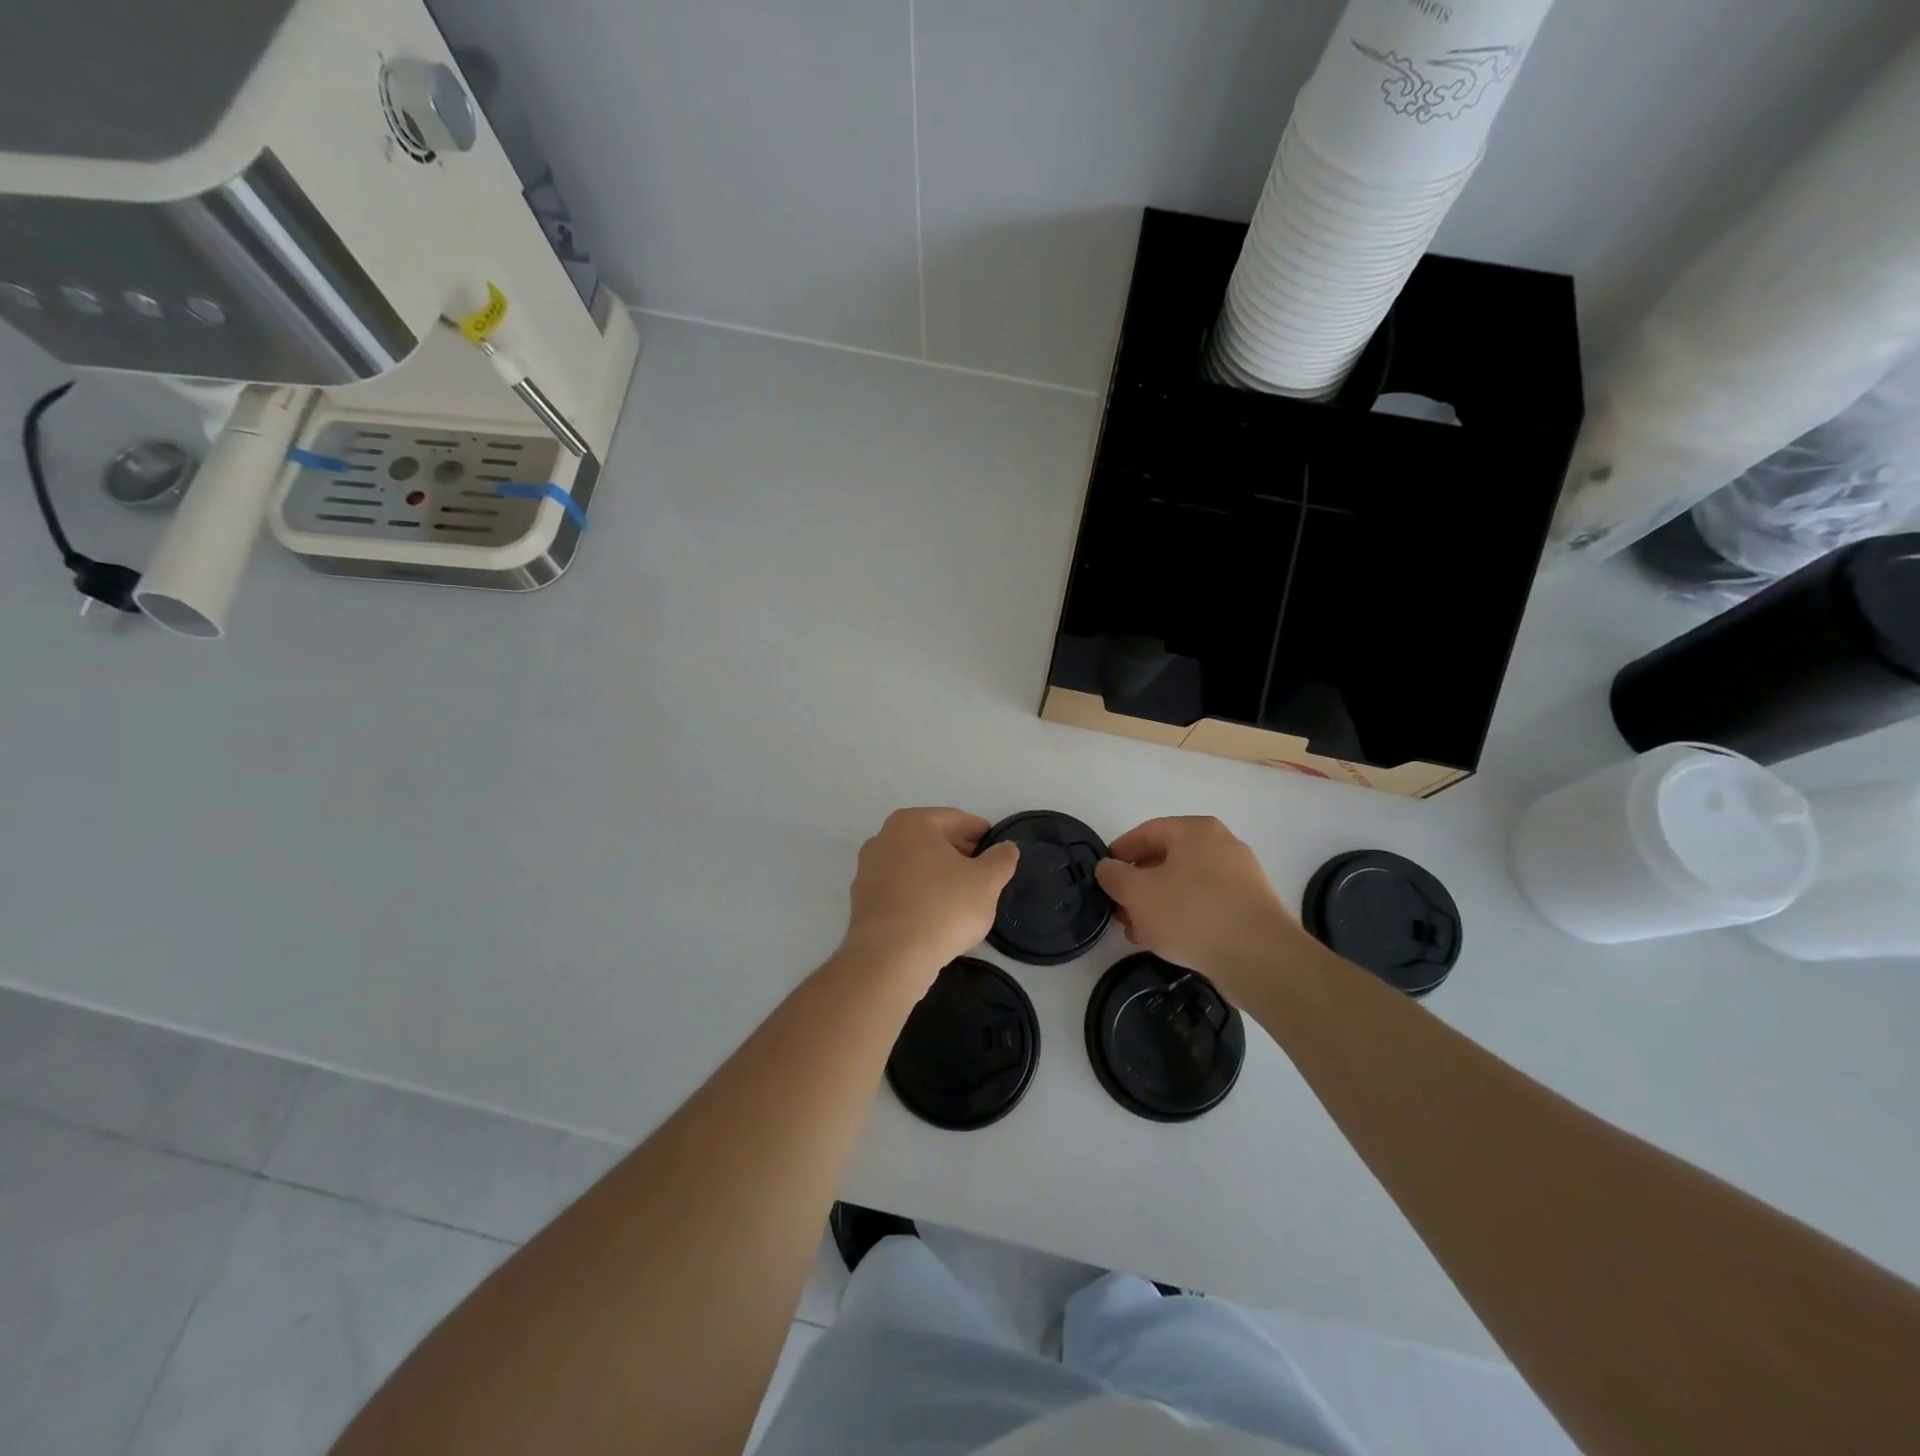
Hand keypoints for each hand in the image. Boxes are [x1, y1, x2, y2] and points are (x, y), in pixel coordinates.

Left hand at [841, 808, 1019, 985]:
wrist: (890, 956)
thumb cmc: (943, 907)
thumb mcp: (986, 882)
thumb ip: (1001, 859)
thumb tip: (1007, 848)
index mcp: (912, 822)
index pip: (957, 820)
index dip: (982, 834)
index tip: (998, 851)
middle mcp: (884, 838)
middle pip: (932, 840)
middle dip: (959, 854)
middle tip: (985, 876)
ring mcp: (868, 869)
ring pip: (914, 865)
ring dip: (938, 876)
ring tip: (962, 898)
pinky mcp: (861, 900)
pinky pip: (900, 889)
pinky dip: (919, 895)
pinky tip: (935, 916)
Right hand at [1094, 816, 1307, 997]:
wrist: (1260, 957)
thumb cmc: (1191, 913)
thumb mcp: (1137, 893)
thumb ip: (1114, 876)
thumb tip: (1107, 868)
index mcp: (1195, 831)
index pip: (1147, 832)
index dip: (1120, 852)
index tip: (1104, 874)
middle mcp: (1222, 845)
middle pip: (1167, 858)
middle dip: (1138, 884)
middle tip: (1120, 908)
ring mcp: (1241, 876)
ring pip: (1185, 884)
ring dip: (1157, 904)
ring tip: (1139, 931)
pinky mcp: (1251, 907)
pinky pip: (1206, 903)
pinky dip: (1183, 916)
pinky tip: (1169, 940)